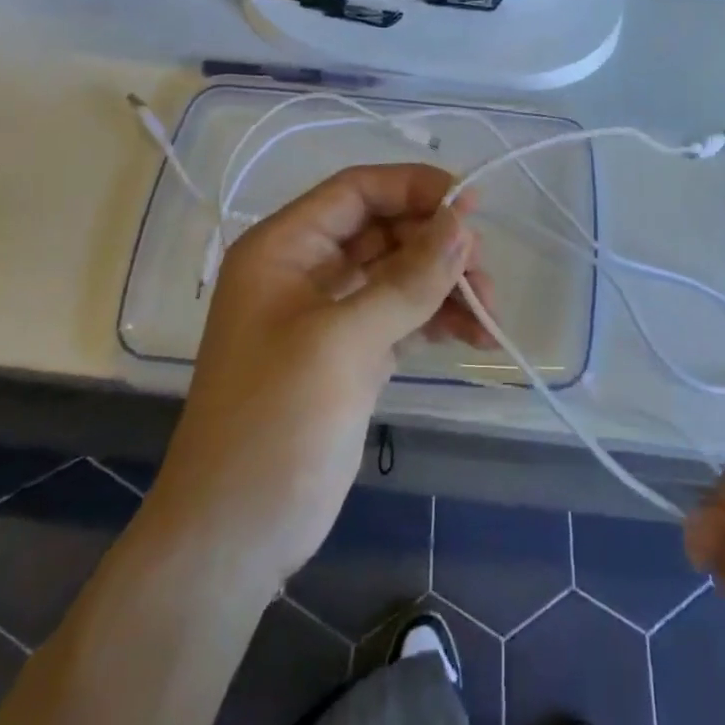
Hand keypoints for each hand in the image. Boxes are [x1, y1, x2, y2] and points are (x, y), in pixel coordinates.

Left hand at [145, 164, 492, 587]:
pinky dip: (439, 319)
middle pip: (385, 229)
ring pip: (401, 273)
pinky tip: (475, 336)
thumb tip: (463, 222)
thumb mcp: (343, 342)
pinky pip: (405, 315)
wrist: (235, 538)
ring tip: (490, 313)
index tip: (471, 203)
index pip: (357, 191)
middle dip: (438, 244)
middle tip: (483, 272)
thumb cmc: (275, 423)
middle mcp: (306, 270)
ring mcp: (331, 314)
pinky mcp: (353, 353)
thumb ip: (408, 280)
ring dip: (446, 285)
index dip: (414, 187)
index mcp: (284, 248)